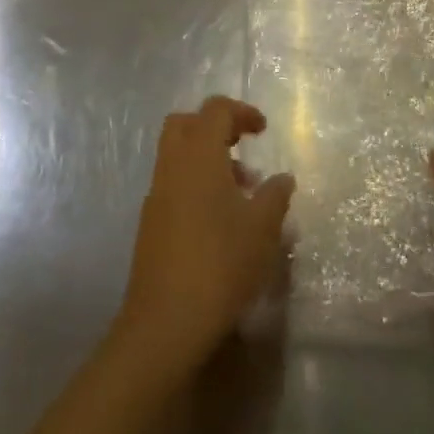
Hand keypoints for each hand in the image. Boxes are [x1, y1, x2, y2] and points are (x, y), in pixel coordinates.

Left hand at [115, 96, 294, 373]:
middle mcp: (172, 166)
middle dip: (214, 127)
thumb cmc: (220, 264)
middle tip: (242, 147)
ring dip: (206, 158)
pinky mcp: (150, 223)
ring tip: (241, 191)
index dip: (241, 112)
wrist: (165, 323)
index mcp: (199, 156)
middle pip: (185, 123)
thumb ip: (274, 195)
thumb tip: (282, 177)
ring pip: (177, 155)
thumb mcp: (262, 228)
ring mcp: (156, 195)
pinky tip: (219, 219)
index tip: (262, 130)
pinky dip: (194, 183)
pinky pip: (173, 183)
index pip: (215, 110)